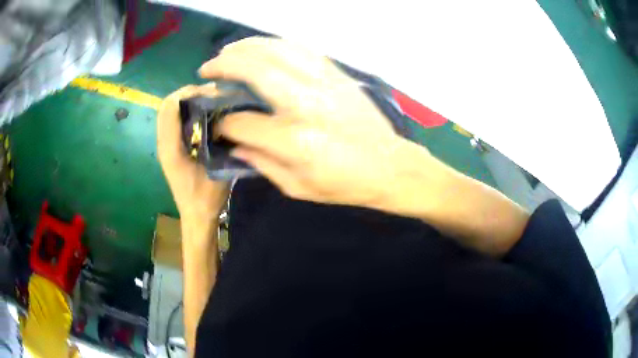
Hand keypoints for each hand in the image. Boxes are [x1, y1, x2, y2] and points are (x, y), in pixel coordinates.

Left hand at [157, 84, 229, 224]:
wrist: (196, 218)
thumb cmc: (206, 199)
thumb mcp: (217, 170)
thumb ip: (220, 142)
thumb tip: (229, 115)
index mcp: (171, 148)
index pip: (170, 107)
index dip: (189, 92)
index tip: (212, 91)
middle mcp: (164, 143)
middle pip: (166, 105)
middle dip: (188, 92)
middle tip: (213, 92)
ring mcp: (166, 145)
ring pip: (169, 111)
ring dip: (187, 100)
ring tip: (210, 99)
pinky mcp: (171, 148)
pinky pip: (174, 120)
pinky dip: (186, 110)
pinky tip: (205, 113)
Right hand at [199, 37, 426, 207]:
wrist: (389, 166)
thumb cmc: (344, 183)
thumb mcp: (297, 187)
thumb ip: (261, 163)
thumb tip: (233, 142)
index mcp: (295, 141)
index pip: (243, 123)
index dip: (224, 123)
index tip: (217, 124)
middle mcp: (306, 104)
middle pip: (255, 70)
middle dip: (224, 66)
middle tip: (207, 69)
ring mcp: (324, 83)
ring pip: (277, 49)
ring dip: (246, 46)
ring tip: (227, 52)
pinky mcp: (336, 74)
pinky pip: (300, 48)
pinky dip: (274, 44)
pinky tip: (261, 48)